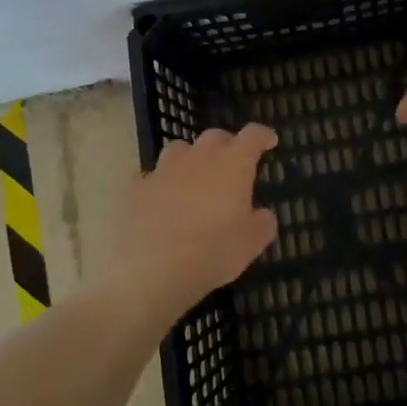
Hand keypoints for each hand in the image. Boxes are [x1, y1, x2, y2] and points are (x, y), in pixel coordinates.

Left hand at [114, 125, 279, 316]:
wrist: (153, 269)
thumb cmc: (213, 251)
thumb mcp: (252, 243)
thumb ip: (262, 223)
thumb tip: (262, 214)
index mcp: (233, 165)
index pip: (252, 136)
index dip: (262, 135)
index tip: (269, 141)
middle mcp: (199, 158)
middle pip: (215, 136)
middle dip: (226, 144)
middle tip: (232, 163)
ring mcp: (164, 170)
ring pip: (179, 149)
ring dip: (190, 158)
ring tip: (193, 176)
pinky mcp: (137, 188)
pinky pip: (148, 176)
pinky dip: (157, 183)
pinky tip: (158, 196)